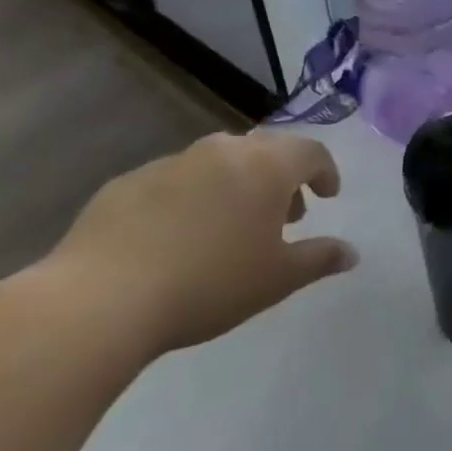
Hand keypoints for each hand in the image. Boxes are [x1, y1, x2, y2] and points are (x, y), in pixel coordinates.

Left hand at [42, 130, 354, 355]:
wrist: (100, 299)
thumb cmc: (208, 284)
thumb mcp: (277, 279)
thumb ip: (319, 259)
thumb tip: (351, 253)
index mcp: (266, 167)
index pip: (311, 153)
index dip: (326, 172)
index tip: (328, 197)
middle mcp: (223, 151)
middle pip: (266, 152)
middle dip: (281, 179)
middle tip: (284, 215)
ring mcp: (172, 162)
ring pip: (219, 163)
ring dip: (236, 186)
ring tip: (230, 227)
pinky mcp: (127, 182)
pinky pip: (175, 181)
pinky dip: (191, 198)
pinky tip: (177, 237)